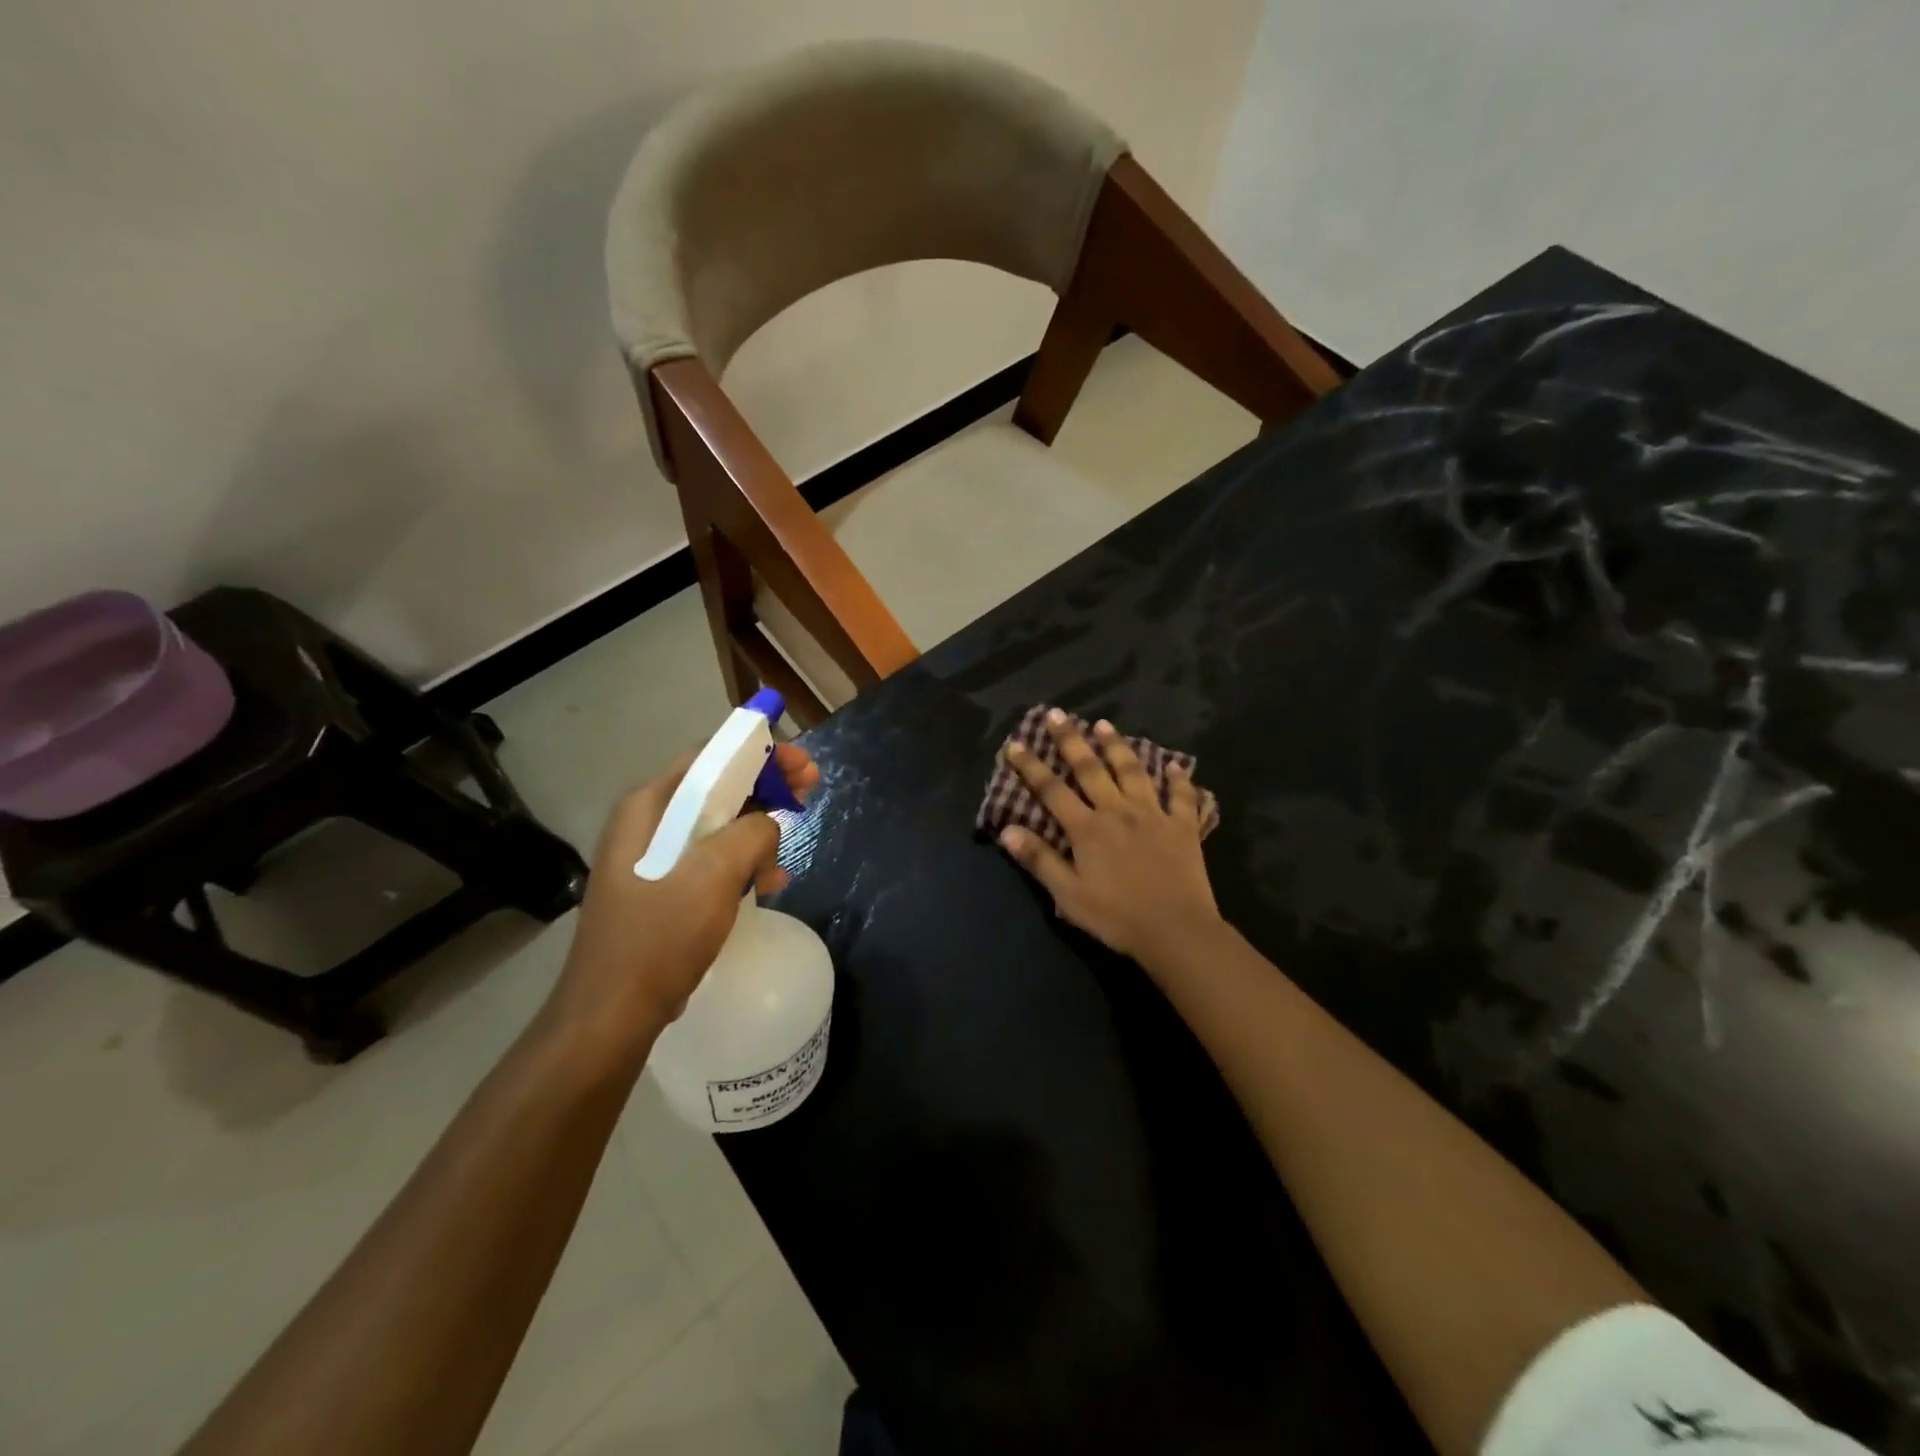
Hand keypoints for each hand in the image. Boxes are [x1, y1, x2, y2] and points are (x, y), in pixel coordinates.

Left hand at [545, 743, 819, 1068]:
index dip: (761, 753)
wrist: (611, 1016)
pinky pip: (710, 861)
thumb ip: (751, 833)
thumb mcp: (713, 875)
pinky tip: (767, 885)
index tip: (803, 765)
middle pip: (717, 789)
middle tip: (809, 795)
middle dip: (766, 791)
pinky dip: (742, 865)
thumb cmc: (659, 938)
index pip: (710, 757)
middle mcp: (646, 824)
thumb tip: (768, 823)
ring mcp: (652, 859)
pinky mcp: (661, 891)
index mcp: (649, 807)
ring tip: (785, 858)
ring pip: (717, 827)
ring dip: (757, 834)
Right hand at [998, 711, 1221, 966]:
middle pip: (1090, 769)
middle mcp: (1118, 811)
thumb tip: (1006, 830)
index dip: (1031, 766)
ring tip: (1104, 724)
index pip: (1052, 790)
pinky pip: (1182, 797)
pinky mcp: (1183, 827)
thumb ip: (1039, 860)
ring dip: (1117, 746)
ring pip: (1132, 771)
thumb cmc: (1117, 917)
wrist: (1176, 931)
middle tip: (1057, 714)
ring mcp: (1153, 815)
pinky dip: (1179, 780)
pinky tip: (1176, 766)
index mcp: (1087, 829)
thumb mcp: (1069, 894)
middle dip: (1070, 740)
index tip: (1015, 744)